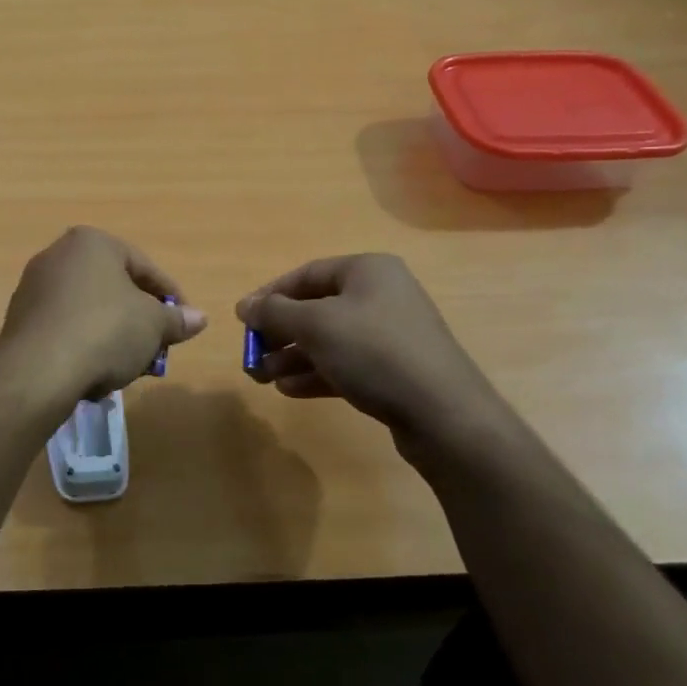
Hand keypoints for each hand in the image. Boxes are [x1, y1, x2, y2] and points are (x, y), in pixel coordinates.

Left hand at [0, 227, 207, 399]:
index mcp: (91, 242)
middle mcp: (57, 255)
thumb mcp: (153, 325)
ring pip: (88, 310)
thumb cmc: (105, 331)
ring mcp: (33, 287)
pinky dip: (83, 345)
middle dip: (139, 320)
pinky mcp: (19, 319)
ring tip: (129, 367)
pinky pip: (64, 328)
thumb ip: (177, 320)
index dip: (171, 297)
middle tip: (157, 349)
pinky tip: (94, 373)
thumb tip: (199, 318)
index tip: (185, 324)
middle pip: (113, 288)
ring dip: (112, 335)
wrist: (38, 369)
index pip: (144, 267)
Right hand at [236, 254, 509, 467]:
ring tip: (264, 378)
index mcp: (367, 271)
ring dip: (292, 357)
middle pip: (315, 308)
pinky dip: (316, 373)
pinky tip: (290, 390)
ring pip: (328, 340)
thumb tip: (244, 305)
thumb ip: (274, 312)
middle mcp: (381, 295)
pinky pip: (345, 363)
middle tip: (252, 355)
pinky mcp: (394, 369)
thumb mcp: (315, 325)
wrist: (444, 414)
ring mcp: (390, 334)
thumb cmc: (374, 352)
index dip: (269, 295)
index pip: (305, 275)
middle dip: (279, 333)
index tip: (243, 320)